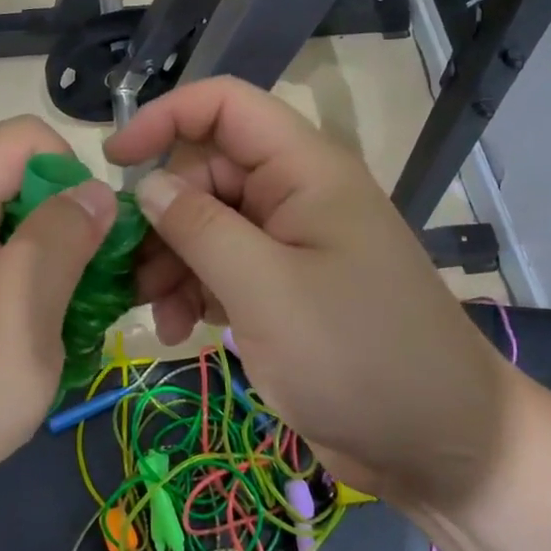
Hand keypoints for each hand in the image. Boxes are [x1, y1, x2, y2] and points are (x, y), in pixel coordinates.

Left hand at [0, 117, 116, 498]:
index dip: (71, 178)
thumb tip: (98, 192)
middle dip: (71, 215)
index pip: (29, 138)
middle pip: (29, 169)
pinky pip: (11, 236)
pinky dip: (40, 264)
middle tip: (87, 279)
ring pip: (26, 205)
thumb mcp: (19, 312)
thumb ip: (60, 238)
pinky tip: (46, 308)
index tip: (84, 243)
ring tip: (70, 301)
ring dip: (61, 245)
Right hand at [103, 77, 518, 509]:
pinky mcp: (283, 288)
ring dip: (171, 261)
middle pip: (206, 172)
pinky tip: (178, 329)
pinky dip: (192, 290)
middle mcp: (295, 195)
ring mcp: (290, 244)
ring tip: (155, 312)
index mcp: (304, 170)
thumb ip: (200, 228)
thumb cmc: (356, 356)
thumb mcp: (265, 289)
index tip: (115, 163)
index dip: (165, 118)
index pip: (225, 106)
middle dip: (163, 216)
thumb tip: (148, 186)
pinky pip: (221, 267)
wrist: (435, 444)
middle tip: (130, 270)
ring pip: (206, 224)